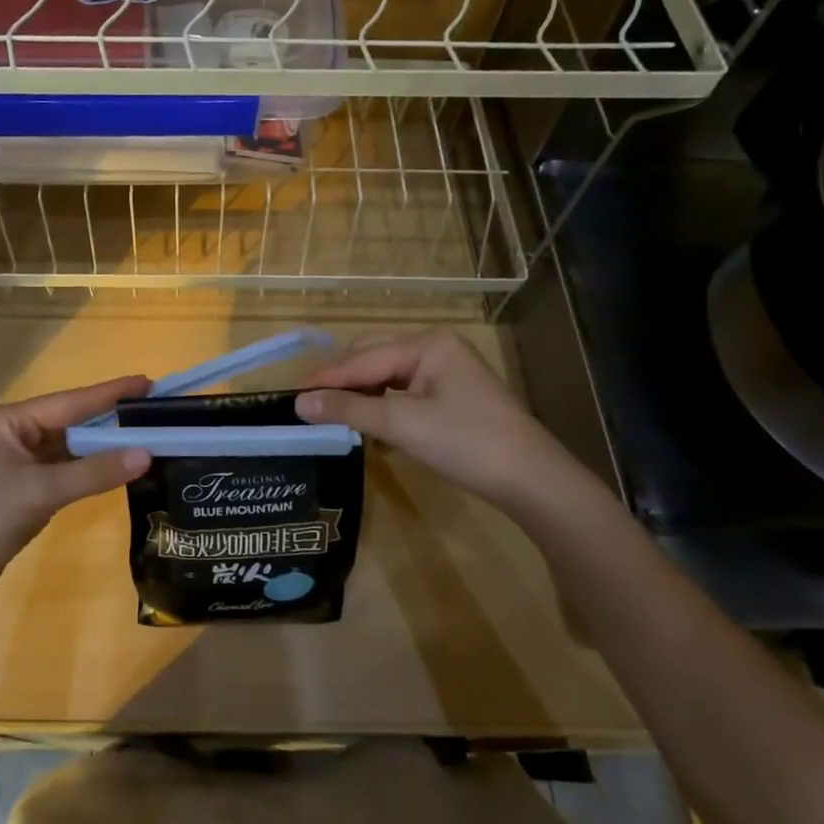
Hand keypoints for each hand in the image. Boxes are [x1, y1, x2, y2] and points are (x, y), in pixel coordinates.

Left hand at [0, 375, 151, 606]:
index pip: (68, 402)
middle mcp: (7, 434)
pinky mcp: (14, 489)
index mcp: (5, 422)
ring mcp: (9, 463)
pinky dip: (83, 469)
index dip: (109, 394)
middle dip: (106, 420)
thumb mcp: (43, 491)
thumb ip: (95, 472)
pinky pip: (57, 470)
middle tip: (150, 413)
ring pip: (63, 448)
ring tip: (140, 438)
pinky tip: (110, 468)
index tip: (147, 382)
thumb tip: (146, 454)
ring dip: (96, 447)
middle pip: (66, 422)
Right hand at [295, 330, 601, 519]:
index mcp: (427, 344)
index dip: (327, 378)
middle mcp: (436, 347)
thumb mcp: (402, 425)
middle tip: (308, 405)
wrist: (532, 479)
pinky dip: (384, 407)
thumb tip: (299, 403)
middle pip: (374, 358)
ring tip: (334, 416)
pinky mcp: (453, 395)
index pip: (363, 358)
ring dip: (362, 395)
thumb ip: (349, 410)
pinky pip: (405, 392)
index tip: (292, 394)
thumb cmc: (466, 443)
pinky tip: (370, 426)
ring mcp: (447, 371)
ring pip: (389, 376)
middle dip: (343, 382)